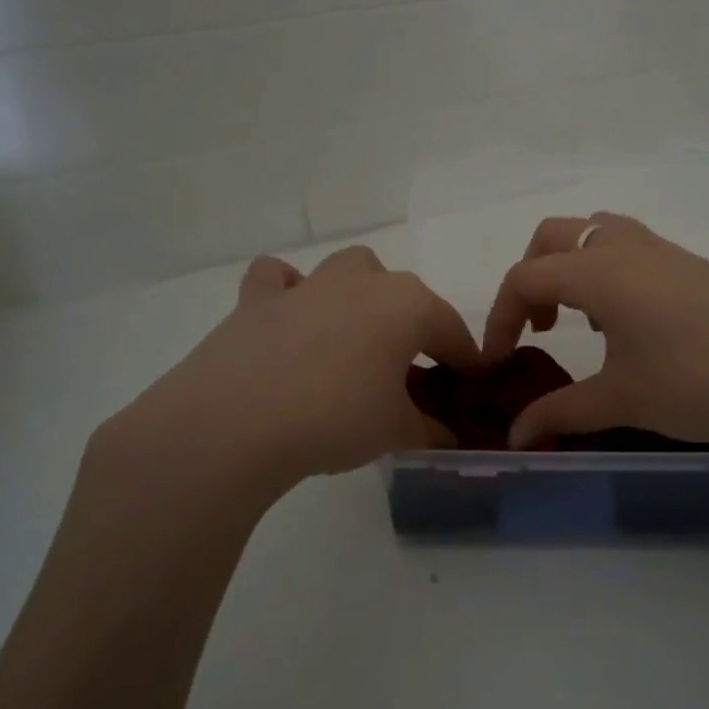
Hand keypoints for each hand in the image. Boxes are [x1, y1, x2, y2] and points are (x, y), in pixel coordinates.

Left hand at [94, 247, 479, 497]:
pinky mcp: (257, 300)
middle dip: (413, 324)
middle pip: (404, 294)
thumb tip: (447, 437)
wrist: (235, 423)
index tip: (473, 382)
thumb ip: (429, 429)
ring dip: (360, 296)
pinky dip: (289, 293)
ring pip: (348, 271)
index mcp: (408, 305)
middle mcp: (362, 282)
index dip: (466, 359)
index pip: (452, 331)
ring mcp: (308, 285)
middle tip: (409, 370)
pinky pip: (279, 280)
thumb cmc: (336, 419)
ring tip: (354, 340)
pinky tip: (289, 321)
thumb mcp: (396, 431)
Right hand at [483, 214, 708, 450]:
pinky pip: (629, 248)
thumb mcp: (621, 399)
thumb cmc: (696, 382)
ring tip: (583, 321)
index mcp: (597, 271)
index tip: (499, 363)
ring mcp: (662, 250)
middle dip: (531, 277)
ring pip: (595, 232)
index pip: (524, 278)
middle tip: (539, 327)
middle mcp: (624, 246)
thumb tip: (515, 439)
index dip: (500, 318)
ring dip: (571, 267)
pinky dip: (607, 271)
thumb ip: (560, 413)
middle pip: (552, 236)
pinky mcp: (691, 264)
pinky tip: (628, 324)